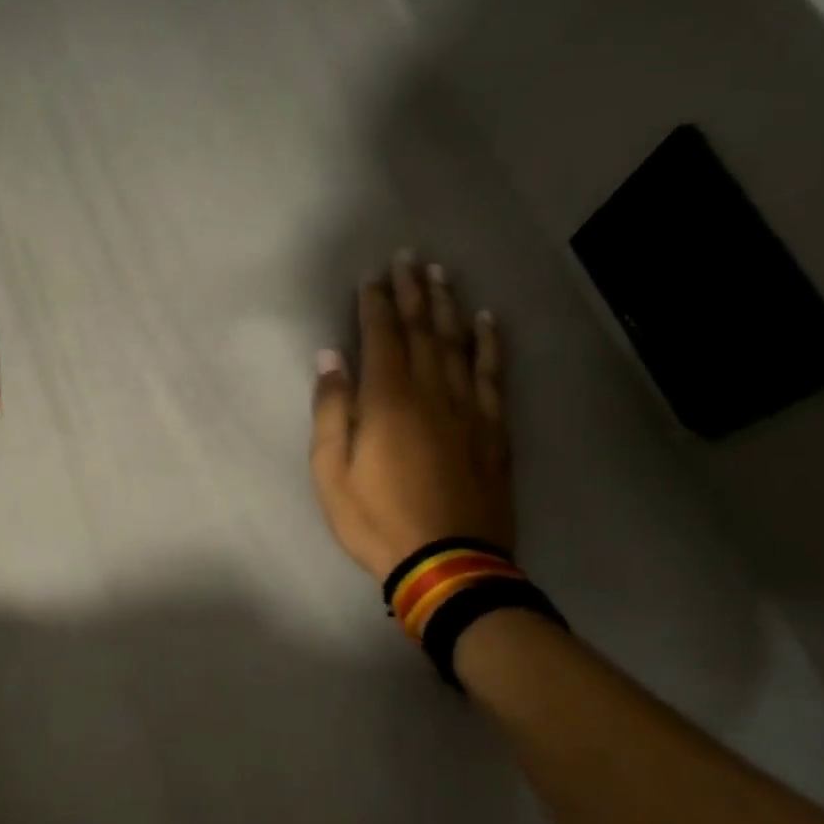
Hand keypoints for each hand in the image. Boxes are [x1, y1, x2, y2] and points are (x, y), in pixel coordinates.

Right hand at [309, 251, 514, 581]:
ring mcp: (468, 410)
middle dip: (413, 292)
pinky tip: (487, 322)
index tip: (372, 275)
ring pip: (458, 344)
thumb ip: (332, 411)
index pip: (381, 337)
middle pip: (422, 330)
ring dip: (448, 306)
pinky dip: (490, 345)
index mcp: (388, 401)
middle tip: (409, 257)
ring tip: (442, 274)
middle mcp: (431, 393)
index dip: (376, 303)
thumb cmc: (377, 520)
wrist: (448, 565)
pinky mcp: (493, 430)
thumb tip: (330, 358)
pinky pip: (493, 376)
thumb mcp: (331, 472)